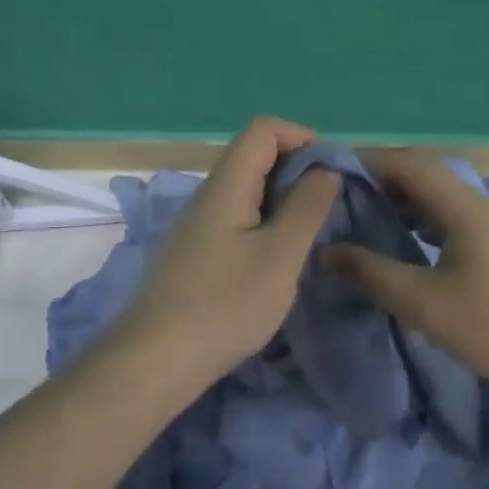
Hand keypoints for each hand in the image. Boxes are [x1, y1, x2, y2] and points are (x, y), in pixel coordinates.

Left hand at [114, 116, 341, 389]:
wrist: (156, 359)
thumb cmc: (225, 305)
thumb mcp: (280, 256)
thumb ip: (306, 207)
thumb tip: (325, 169)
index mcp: (227, 184)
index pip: (264, 128)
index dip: (303, 137)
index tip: (331, 174)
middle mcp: (207, 194)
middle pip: (255, 156)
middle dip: (298, 170)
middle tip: (327, 208)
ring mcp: (197, 224)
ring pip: (246, 190)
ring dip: (283, 200)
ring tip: (308, 236)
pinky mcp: (194, 252)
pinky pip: (236, 218)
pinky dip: (264, 224)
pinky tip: (276, 261)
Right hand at [324, 150, 488, 404]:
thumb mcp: (427, 305)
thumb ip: (374, 274)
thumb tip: (327, 251)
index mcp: (466, 208)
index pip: (410, 165)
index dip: (369, 161)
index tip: (331, 172)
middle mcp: (486, 207)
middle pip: (428, 178)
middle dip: (384, 182)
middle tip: (342, 200)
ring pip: (445, 201)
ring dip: (407, 205)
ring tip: (369, 222)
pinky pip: (459, 222)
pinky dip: (428, 225)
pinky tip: (412, 249)